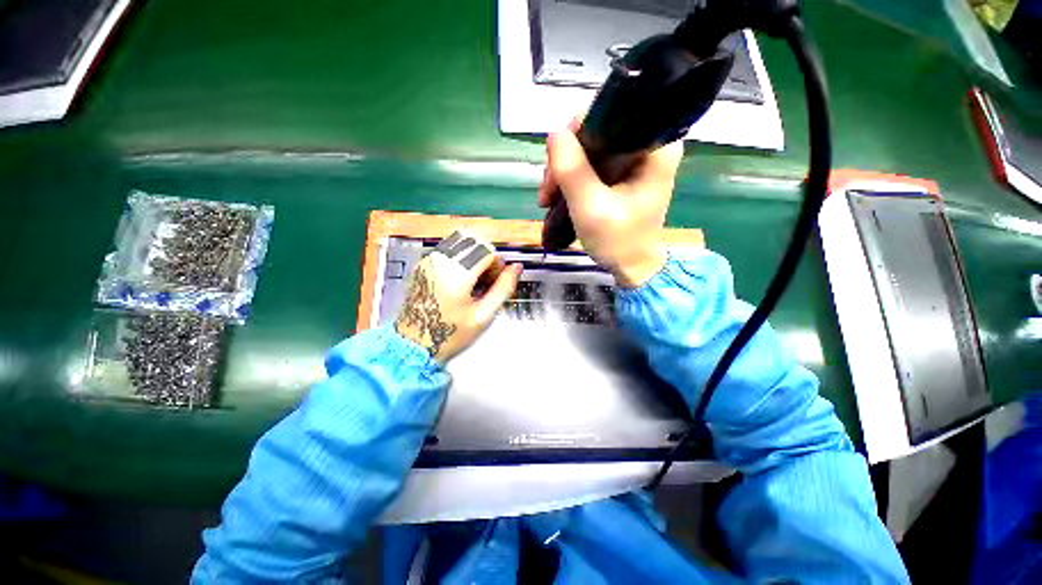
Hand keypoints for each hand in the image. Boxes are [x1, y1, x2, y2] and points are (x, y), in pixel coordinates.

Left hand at [395, 231, 521, 361]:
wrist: (414, 343)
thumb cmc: (450, 334)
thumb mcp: (483, 316)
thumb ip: (503, 289)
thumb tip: (516, 268)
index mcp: (457, 274)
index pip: (487, 250)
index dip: (498, 265)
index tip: (495, 282)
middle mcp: (441, 260)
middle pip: (475, 239)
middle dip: (487, 256)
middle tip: (487, 279)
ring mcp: (429, 260)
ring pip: (462, 239)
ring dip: (475, 253)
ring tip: (475, 277)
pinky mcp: (424, 263)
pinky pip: (449, 247)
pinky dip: (462, 255)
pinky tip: (462, 276)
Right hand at [538, 126, 682, 287]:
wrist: (631, 267)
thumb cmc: (617, 241)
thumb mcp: (590, 208)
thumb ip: (572, 171)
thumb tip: (554, 134)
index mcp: (654, 146)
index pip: (610, 113)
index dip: (575, 134)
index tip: (556, 165)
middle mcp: (647, 144)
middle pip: (595, 131)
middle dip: (564, 160)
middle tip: (548, 192)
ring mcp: (634, 158)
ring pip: (587, 148)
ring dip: (562, 172)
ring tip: (548, 200)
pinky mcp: (622, 172)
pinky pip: (590, 163)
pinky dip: (571, 179)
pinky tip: (558, 197)